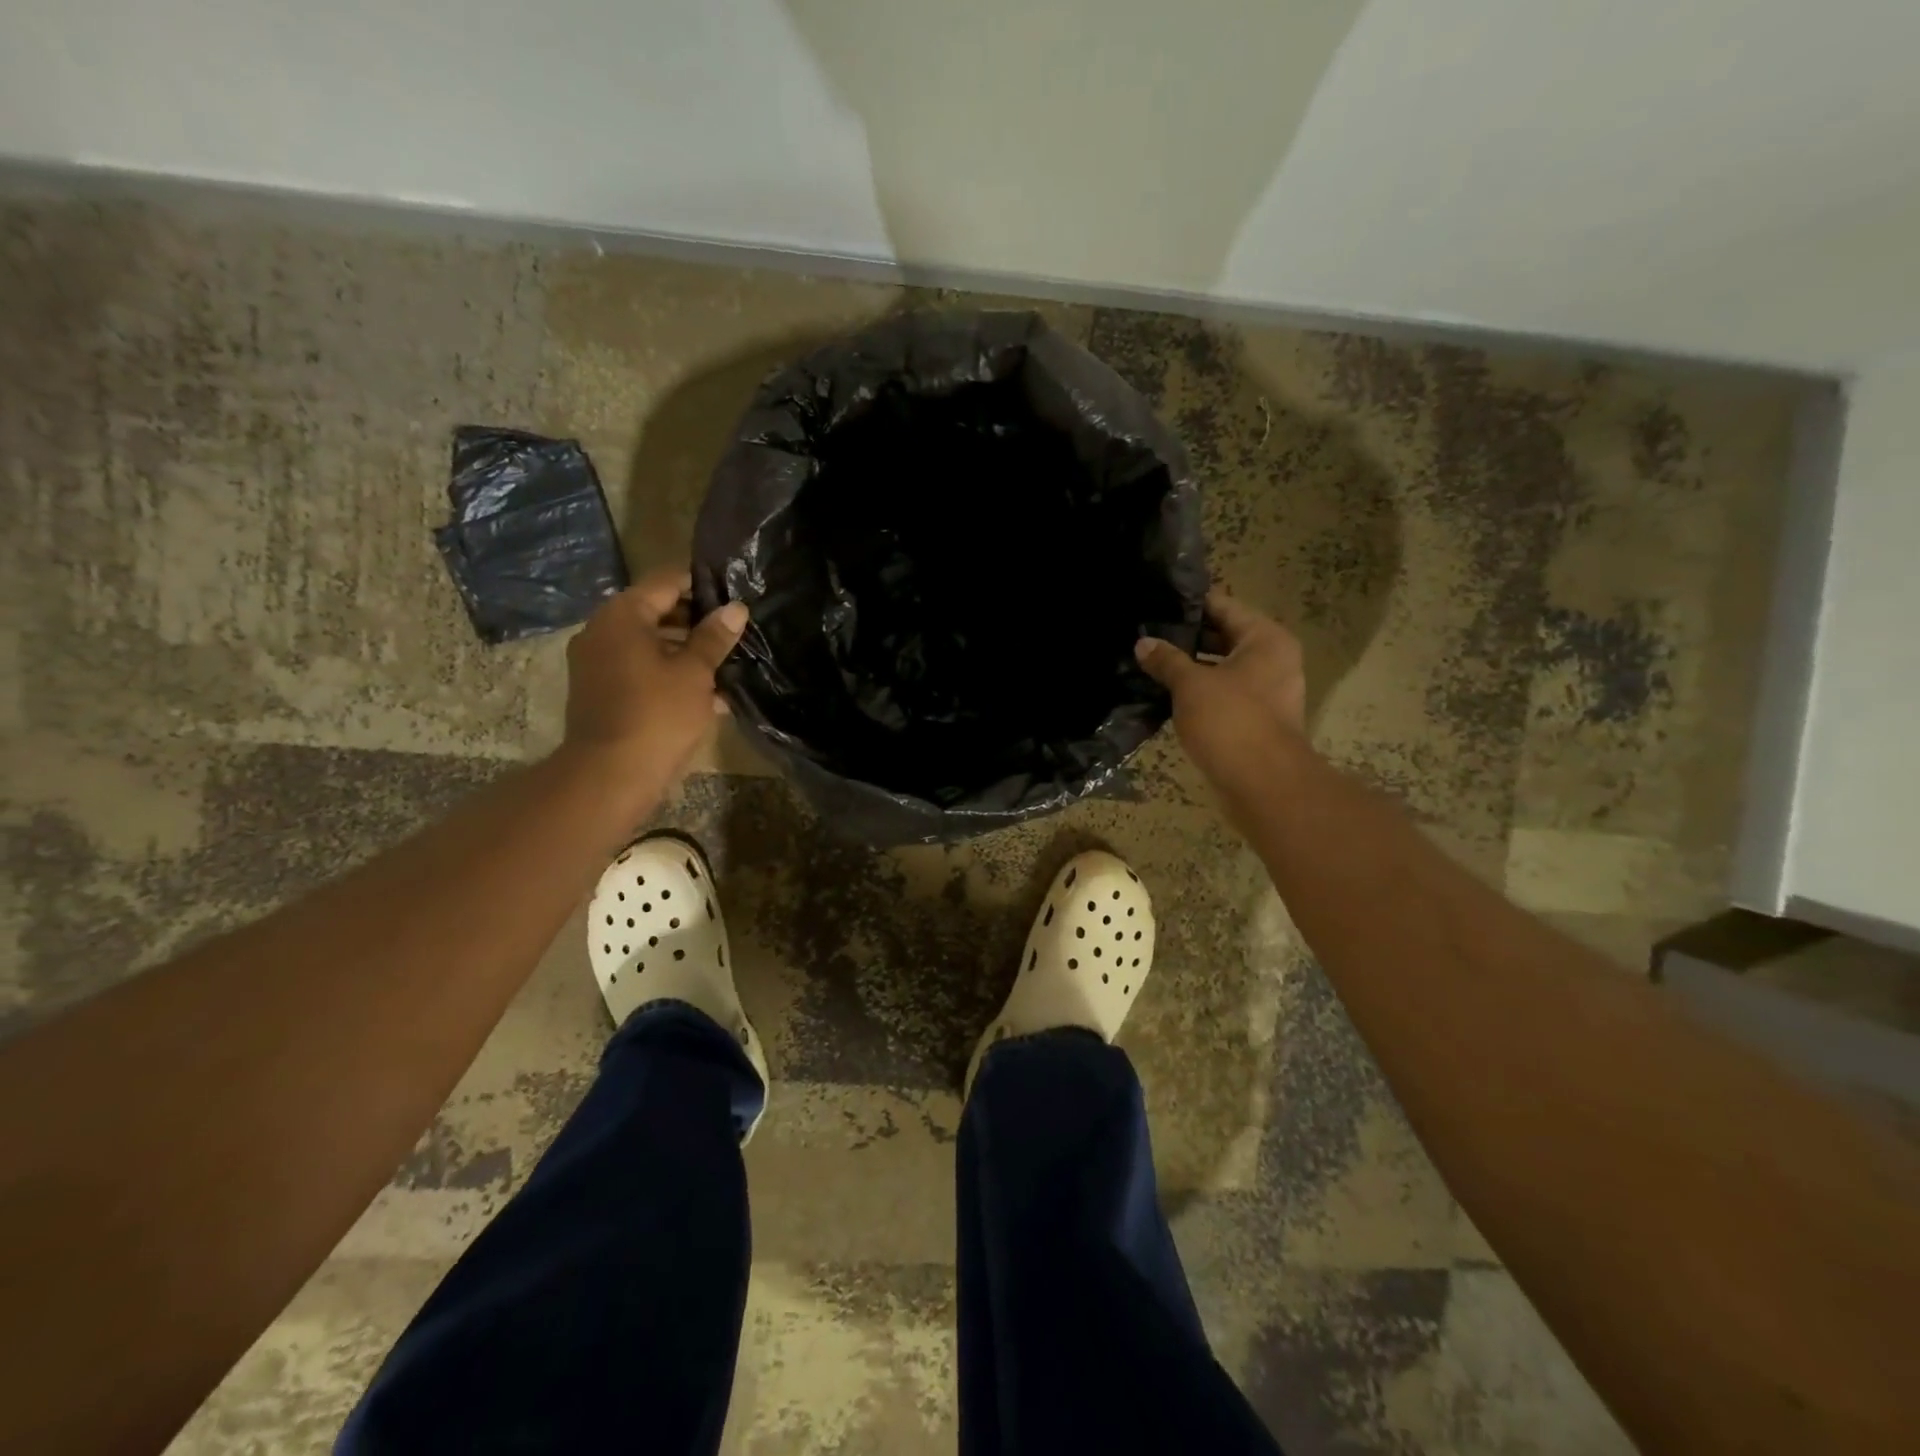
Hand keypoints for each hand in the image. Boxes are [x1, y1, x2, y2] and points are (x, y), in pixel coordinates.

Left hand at [561, 569, 748, 793]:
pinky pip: (639, 669)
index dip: (702, 585)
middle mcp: (602, 630)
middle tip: (734, 632)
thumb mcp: (695, 673)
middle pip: (655, 611)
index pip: (666, 582)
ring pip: (649, 644)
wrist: (610, 775)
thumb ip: (714, 638)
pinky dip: (668, 673)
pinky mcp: (600, 691)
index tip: (734, 595)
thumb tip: (736, 608)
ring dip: (685, 651)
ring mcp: (597, 662)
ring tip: (726, 664)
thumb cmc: (657, 714)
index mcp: (622, 615)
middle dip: (696, 621)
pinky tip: (705, 693)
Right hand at [1135, 590, 1308, 807]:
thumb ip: (1166, 660)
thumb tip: (1143, 643)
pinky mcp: (1256, 719)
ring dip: (1190, 667)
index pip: (1223, 606)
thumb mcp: (1191, 685)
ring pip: (1222, 668)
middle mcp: (1273, 659)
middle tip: (1145, 633)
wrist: (1264, 784)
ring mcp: (1268, 692)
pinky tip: (1165, 693)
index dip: (1189, 605)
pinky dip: (1199, 692)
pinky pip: (1224, 694)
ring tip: (1149, 661)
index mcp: (1266, 639)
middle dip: (1185, 638)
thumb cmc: (1231, 721)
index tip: (1155, 604)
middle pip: (1224, 637)